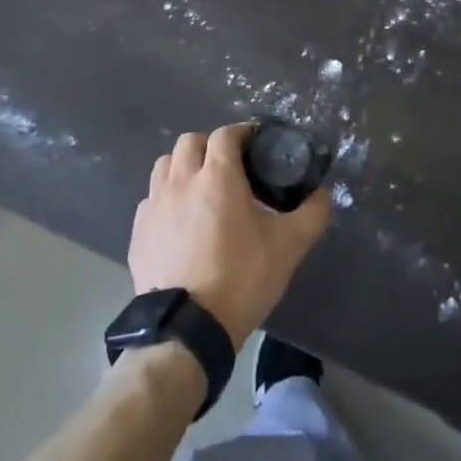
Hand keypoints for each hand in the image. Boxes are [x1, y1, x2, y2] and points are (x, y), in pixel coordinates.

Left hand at [128, 124, 331, 348]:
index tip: (256, 142)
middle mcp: (181, 181)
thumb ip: (312, 214)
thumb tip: (322, 193)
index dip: (242, 132)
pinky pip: (150, 199)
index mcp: (217, 177)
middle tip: (229, 164)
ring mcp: (154, 205)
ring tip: (200, 187)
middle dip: (210, 144)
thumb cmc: (241, 278)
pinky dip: (165, 198)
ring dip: (183, 166)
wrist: (187, 327)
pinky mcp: (138, 231)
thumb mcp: (289, 247)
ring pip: (164, 165)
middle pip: (190, 141)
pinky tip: (179, 220)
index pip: (226, 135)